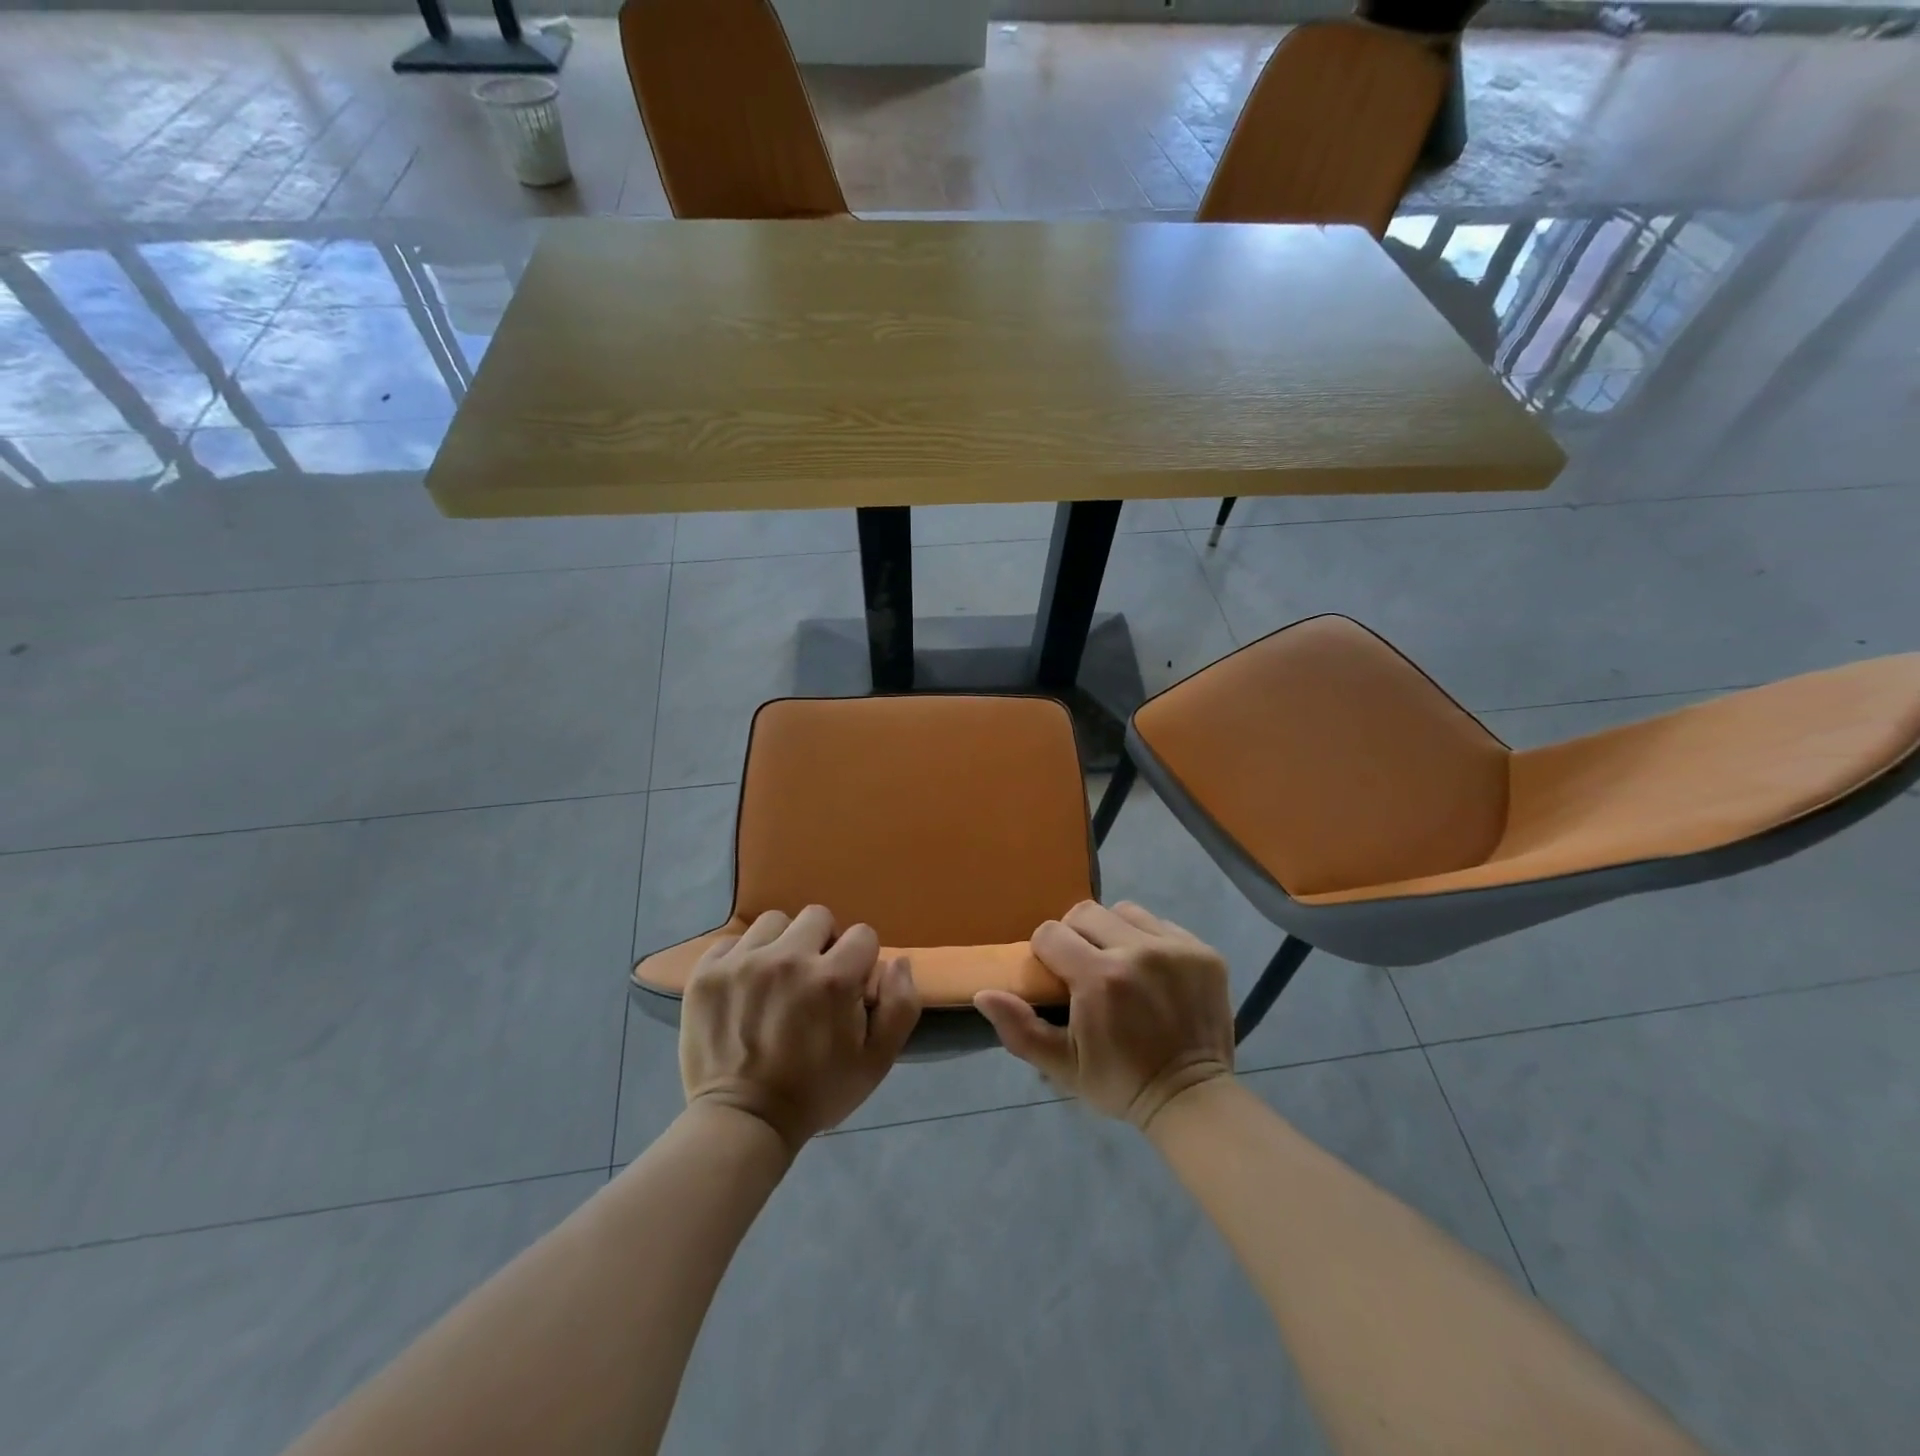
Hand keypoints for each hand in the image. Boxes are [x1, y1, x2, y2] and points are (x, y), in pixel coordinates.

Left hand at [680, 906, 920, 1152]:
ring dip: (782, 944)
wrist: (743, 1123)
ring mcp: (743, 962)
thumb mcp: (877, 1061)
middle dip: (823, 944)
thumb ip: (901, 1006)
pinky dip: (742, 958)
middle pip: (818, 917)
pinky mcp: (708, 972)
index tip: (849, 988)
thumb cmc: (817, 1093)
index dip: (861, 961)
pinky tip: (744, 988)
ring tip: (776, 980)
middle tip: (812, 980)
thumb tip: (898, 961)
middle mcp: (788, 958)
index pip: (863, 935)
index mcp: (833, 979)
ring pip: (775, 923)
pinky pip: (733, 940)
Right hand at [974, 901, 1233, 1129]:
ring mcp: (1175, 948)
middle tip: (1083, 967)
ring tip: (1118, 963)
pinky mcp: (1203, 952)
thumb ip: (1019, 1028)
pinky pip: (1162, 925)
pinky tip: (1152, 972)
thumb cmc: (1120, 1081)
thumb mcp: (1062, 1066)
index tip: (1055, 977)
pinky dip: (1149, 941)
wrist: (1191, 1097)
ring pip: (1124, 912)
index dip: (1044, 952)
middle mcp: (1138, 951)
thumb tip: (984, 993)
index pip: (1051, 933)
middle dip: (1075, 935)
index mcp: (1099, 978)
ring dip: (1112, 932)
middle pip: (1085, 912)